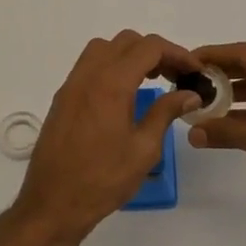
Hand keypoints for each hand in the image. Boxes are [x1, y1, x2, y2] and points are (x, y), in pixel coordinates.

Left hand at [13, 31, 201, 244]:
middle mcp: (88, 75)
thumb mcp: (144, 149)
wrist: (52, 204)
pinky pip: (88, 66)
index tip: (193, 71)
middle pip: (125, 42)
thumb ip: (166, 113)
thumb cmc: (103, 180)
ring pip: (103, 49)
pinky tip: (124, 94)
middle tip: (174, 75)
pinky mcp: (62, 99)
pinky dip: (111, 66)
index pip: (149, 48)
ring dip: (130, 55)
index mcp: (111, 84)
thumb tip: (189, 94)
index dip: (176, 53)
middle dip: (154, 51)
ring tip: (150, 79)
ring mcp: (71, 86)